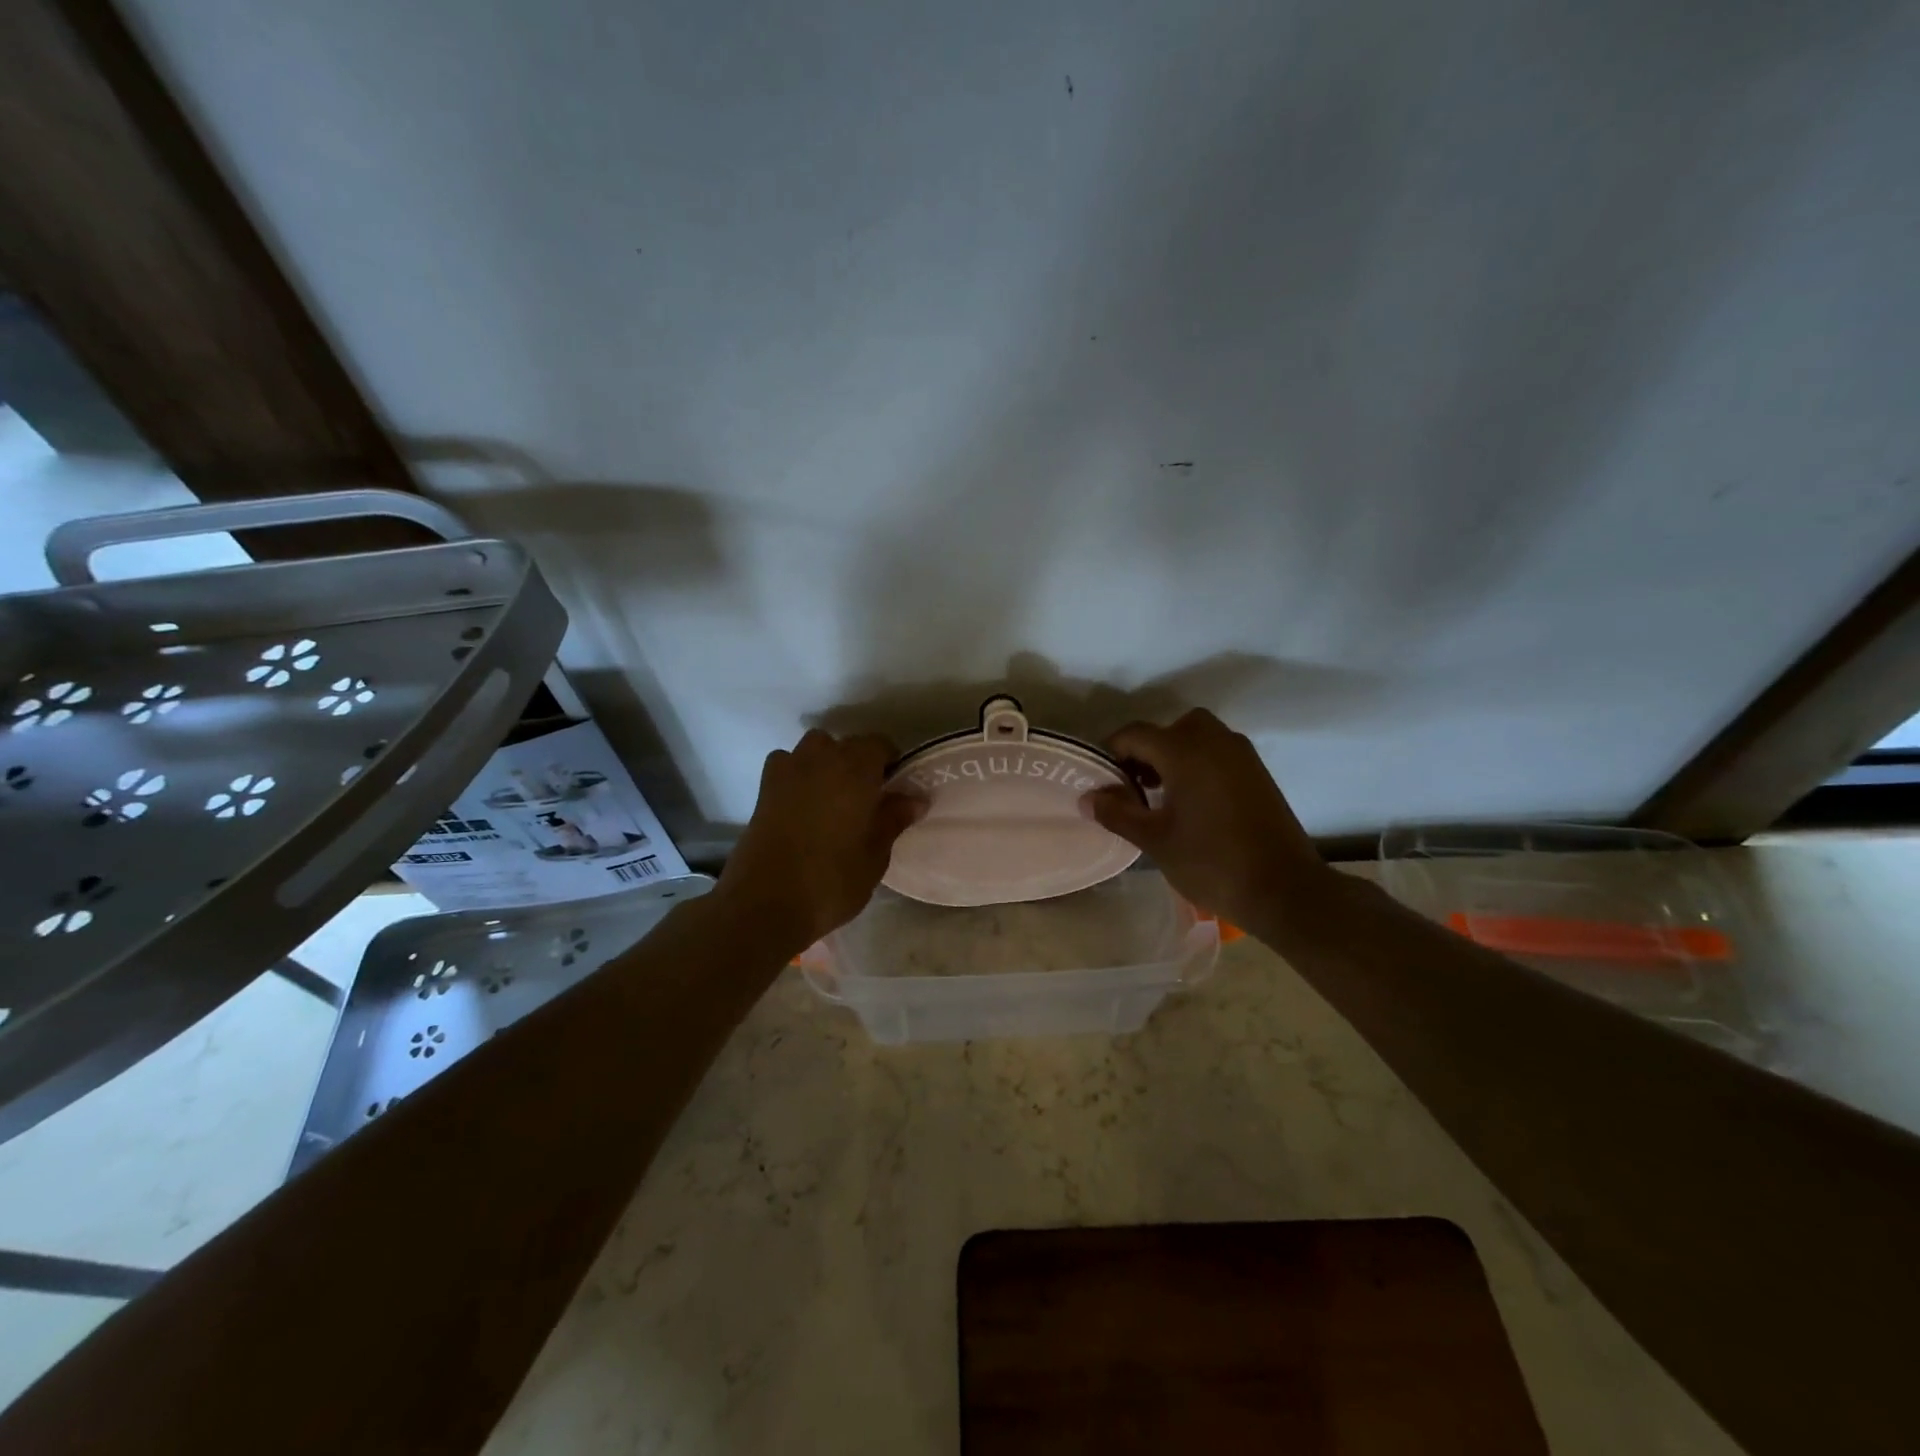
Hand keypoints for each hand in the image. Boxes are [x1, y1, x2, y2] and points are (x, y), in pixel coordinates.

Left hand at [718, 729, 920, 955]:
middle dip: (860, 763)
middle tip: (868, 798)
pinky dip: (797, 773)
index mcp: (855, 769)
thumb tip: (915, 798)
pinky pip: (786, 764)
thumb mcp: (875, 855)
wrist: (765, 903)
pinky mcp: (764, 789)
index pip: (879, 744)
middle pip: (846, 744)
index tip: (895, 789)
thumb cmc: (832, 881)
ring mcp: (788, 771)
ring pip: (814, 748)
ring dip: (827, 761)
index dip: (890, 763)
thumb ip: (893, 820)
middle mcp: (821, 759)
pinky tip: (802, 801)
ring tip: (834, 796)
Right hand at [1083, 709, 1330, 928]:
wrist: (1284, 890)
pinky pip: (1218, 752)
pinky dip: (1199, 764)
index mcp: (1185, 751)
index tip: (1104, 783)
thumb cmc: (1212, 863)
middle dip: (1147, 752)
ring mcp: (1242, 755)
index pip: (1135, 735)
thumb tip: (1088, 797)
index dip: (1113, 754)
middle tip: (1136, 787)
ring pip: (1197, 737)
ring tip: (1163, 797)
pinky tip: (1194, 803)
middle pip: (1169, 729)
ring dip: (1174, 756)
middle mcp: (1214, 741)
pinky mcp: (1258, 772)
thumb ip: (1118, 813)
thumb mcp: (1155, 840)